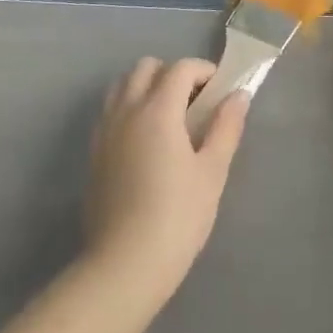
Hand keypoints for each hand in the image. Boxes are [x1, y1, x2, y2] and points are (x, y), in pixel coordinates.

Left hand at [84, 57, 247, 302]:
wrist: (125, 265)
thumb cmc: (178, 216)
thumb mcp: (212, 171)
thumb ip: (226, 127)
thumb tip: (239, 96)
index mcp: (158, 110)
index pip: (180, 68)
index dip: (204, 71)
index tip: (221, 91)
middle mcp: (126, 111)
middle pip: (145, 67)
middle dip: (172, 74)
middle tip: (194, 103)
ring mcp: (105, 131)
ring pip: (122, 86)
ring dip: (146, 87)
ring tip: (169, 118)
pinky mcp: (93, 154)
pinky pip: (110, 111)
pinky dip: (129, 109)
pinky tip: (146, 141)